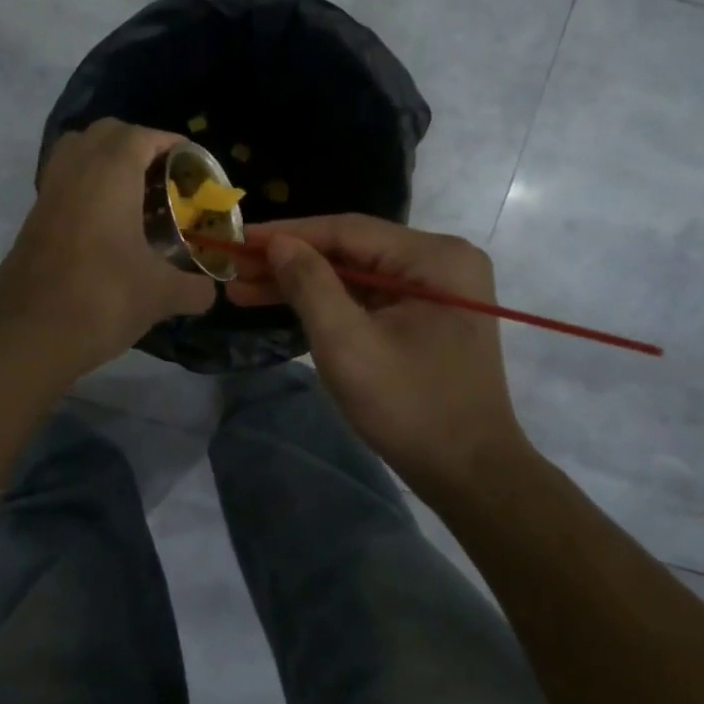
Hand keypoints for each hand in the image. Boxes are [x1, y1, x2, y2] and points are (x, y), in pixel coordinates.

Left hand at [0, 120, 215, 376]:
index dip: (169, 142)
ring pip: (75, 153)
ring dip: (105, 161)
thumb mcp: (160, 295)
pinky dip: (86, 188)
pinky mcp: (32, 220)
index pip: (141, 136)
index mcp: (109, 175)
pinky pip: (62, 184)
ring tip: (134, 194)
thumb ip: (194, 289)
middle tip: (163, 175)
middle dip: (136, 144)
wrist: (28, 336)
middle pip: (105, 134)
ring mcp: (48, 195)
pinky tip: (107, 225)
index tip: (191, 160)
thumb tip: (210, 294)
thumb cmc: (102, 299)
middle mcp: (75, 172)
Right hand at [227, 214, 526, 494]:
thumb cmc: (410, 406)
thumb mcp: (348, 343)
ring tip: (243, 288)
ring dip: (301, 283)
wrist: (469, 473)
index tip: (237, 237)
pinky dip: (327, 303)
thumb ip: (310, 284)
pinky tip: (283, 303)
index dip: (287, 234)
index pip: (347, 230)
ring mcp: (436, 290)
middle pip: (351, 250)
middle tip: (233, 268)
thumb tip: (277, 243)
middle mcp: (441, 262)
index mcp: (435, 258)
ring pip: (355, 274)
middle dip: (289, 262)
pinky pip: (368, 297)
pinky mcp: (426, 316)